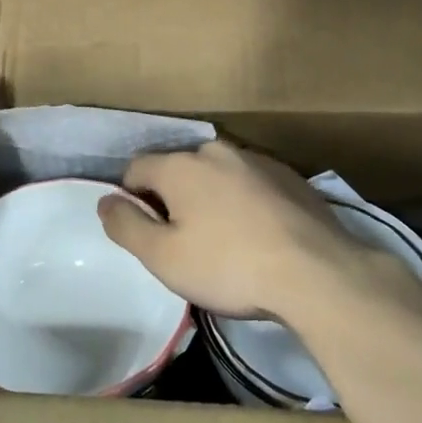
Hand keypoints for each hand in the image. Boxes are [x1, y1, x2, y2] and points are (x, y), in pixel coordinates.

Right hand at [97, 141, 372, 319]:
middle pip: (177, 170)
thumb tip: (104, 201)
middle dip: (173, 199)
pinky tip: (259, 235)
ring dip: (211, 198)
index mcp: (180, 166)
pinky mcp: (288, 175)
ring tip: (225, 241)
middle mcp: (214, 150)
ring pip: (216, 175)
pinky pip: (250, 183)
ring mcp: (255, 159)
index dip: (131, 199)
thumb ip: (126, 226)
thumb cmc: (229, 266)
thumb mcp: (164, 258)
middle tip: (184, 242)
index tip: (146, 233)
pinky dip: (245, 202)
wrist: (317, 272)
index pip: (136, 169)